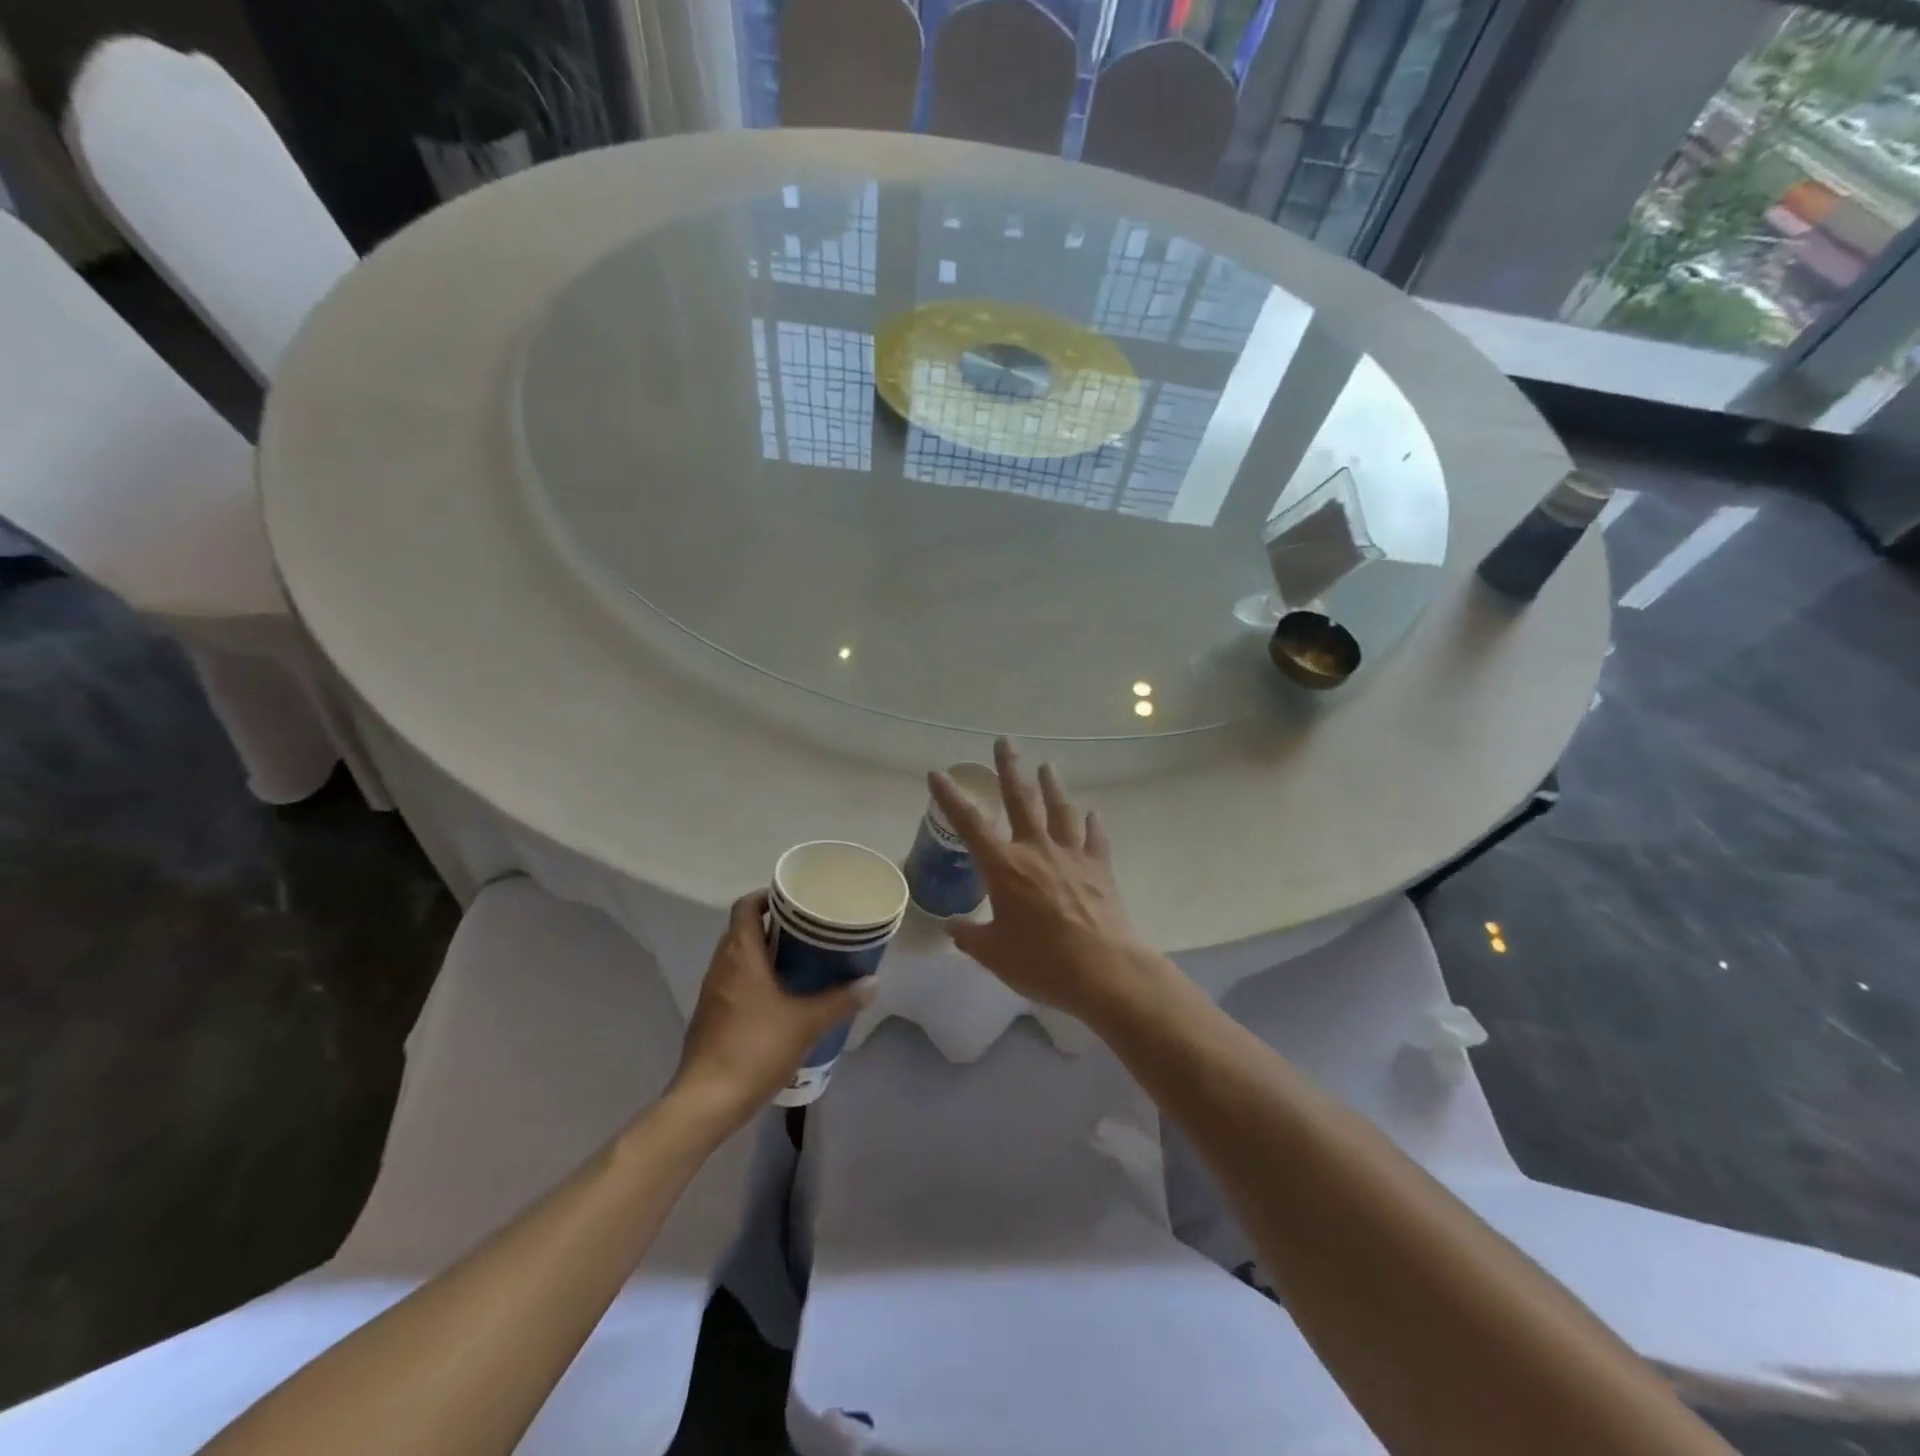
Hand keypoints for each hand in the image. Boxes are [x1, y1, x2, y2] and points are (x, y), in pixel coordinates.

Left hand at [670, 891, 875, 1124]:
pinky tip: (780, 998)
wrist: (707, 1101)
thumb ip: (841, 1000)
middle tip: (808, 930)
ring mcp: (712, 993)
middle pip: (743, 930)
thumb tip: (872, 983)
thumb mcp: (807, 1023)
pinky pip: (733, 982)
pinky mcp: (710, 1017)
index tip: (795, 901)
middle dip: (773, 926)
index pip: (746, 906)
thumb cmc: (756, 1048)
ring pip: (738, 958)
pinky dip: (755, 979)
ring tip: (799, 961)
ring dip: (764, 954)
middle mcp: (721, 966)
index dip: (767, 896)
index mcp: (740, 955)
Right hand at [929, 739, 1165, 1023]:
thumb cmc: (1041, 962)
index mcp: (1004, 868)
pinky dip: (1093, 824)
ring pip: (1060, 811)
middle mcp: (1036, 850)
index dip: (950, 797)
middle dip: (1010, 769)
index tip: (937, 772)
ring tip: (1048, 766)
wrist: (1104, 971)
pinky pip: (1095, 838)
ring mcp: (1072, 856)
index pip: (970, 824)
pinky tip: (1094, 813)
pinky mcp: (1100, 869)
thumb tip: (952, 927)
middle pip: (1021, 800)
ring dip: (1052, 786)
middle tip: (1005, 741)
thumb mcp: (993, 954)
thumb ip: (970, 936)